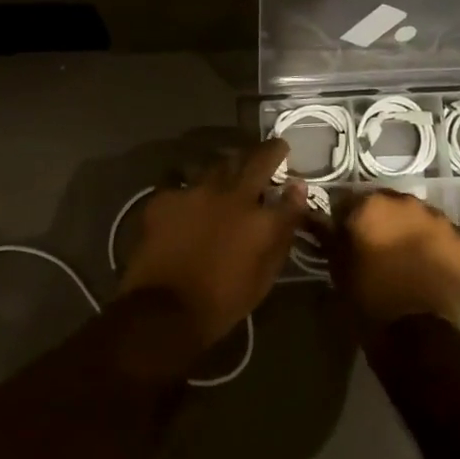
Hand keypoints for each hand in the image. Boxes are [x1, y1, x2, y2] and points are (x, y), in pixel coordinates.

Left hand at [119, 140, 306, 346]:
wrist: (163, 310)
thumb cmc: (222, 302)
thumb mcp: (263, 278)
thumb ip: (282, 236)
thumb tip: (294, 204)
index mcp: (261, 220)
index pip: (290, 195)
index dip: (296, 187)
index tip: (296, 181)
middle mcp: (232, 196)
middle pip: (256, 161)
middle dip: (270, 151)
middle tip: (275, 148)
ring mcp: (196, 191)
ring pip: (218, 165)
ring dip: (230, 166)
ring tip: (231, 171)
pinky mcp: (166, 197)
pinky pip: (183, 183)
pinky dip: (192, 189)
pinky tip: (190, 198)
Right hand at [332, 189, 459, 330]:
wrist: (413, 334)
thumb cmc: (366, 296)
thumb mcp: (336, 263)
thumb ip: (326, 233)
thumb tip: (312, 214)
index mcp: (372, 204)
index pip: (353, 201)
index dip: (348, 219)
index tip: (347, 238)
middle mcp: (408, 202)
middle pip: (391, 205)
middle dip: (385, 221)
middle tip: (380, 249)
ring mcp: (440, 221)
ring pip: (422, 219)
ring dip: (414, 231)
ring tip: (409, 260)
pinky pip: (448, 238)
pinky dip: (441, 248)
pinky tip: (433, 269)